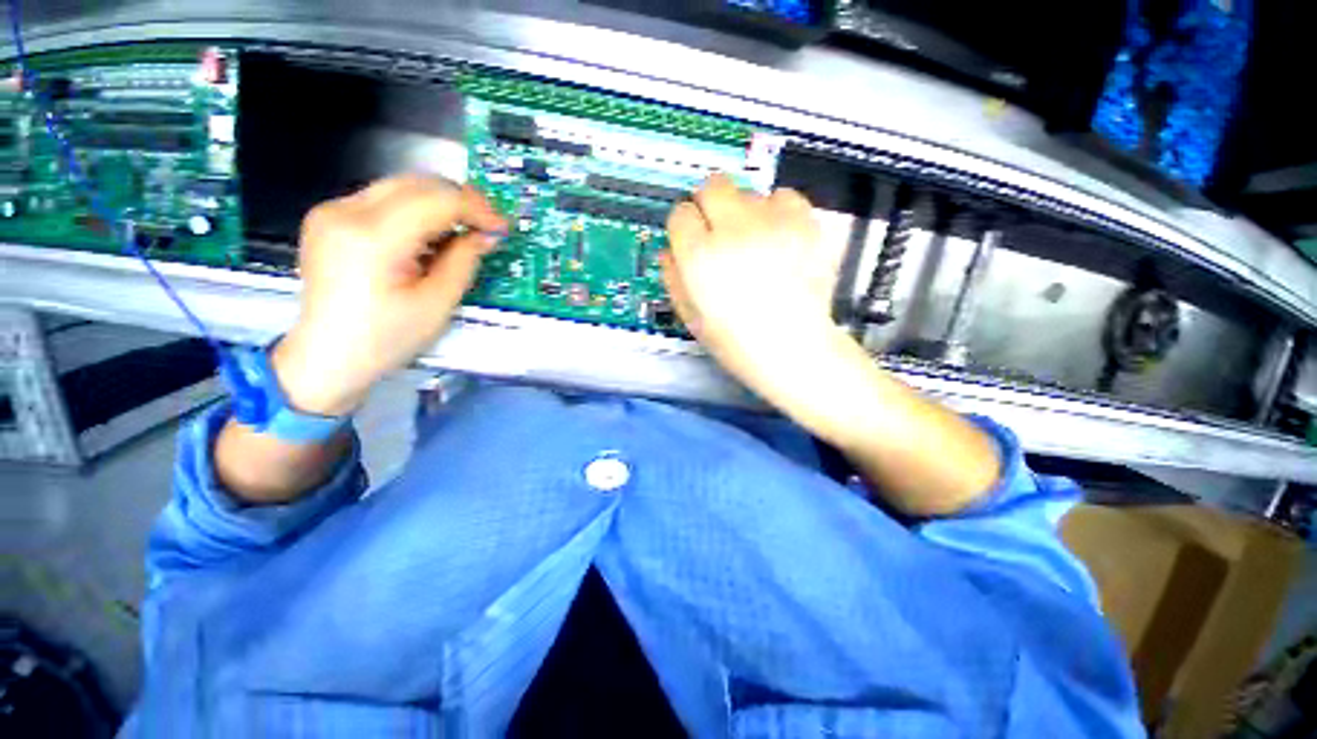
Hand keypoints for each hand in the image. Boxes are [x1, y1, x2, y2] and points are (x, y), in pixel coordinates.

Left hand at [274, 176, 506, 415]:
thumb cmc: (386, 338)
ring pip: (401, 186)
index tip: (501, 227)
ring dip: (439, 204)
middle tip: (486, 226)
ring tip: (461, 234)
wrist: (328, 356)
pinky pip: (384, 199)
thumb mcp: (438, 303)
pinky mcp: (330, 217)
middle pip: (418, 183)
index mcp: (373, 238)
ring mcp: (332, 211)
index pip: (437, 199)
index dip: (476, 209)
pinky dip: (415, 211)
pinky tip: (428, 238)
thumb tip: (485, 234)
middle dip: (460, 200)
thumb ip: (464, 260)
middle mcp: (345, 211)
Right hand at [661, 173, 842, 402]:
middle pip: (712, 186)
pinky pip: (784, 196)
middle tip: (719, 232)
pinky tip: (778, 237)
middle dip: (709, 205)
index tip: (692, 241)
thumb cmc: (734, 341)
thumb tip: (669, 250)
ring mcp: (772, 223)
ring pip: (748, 192)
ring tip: (754, 242)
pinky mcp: (804, 223)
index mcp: (699, 256)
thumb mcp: (690, 316)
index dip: (684, 228)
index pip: (680, 213)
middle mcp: (733, 230)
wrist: (792, 348)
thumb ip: (673, 277)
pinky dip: (777, 211)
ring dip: (744, 212)